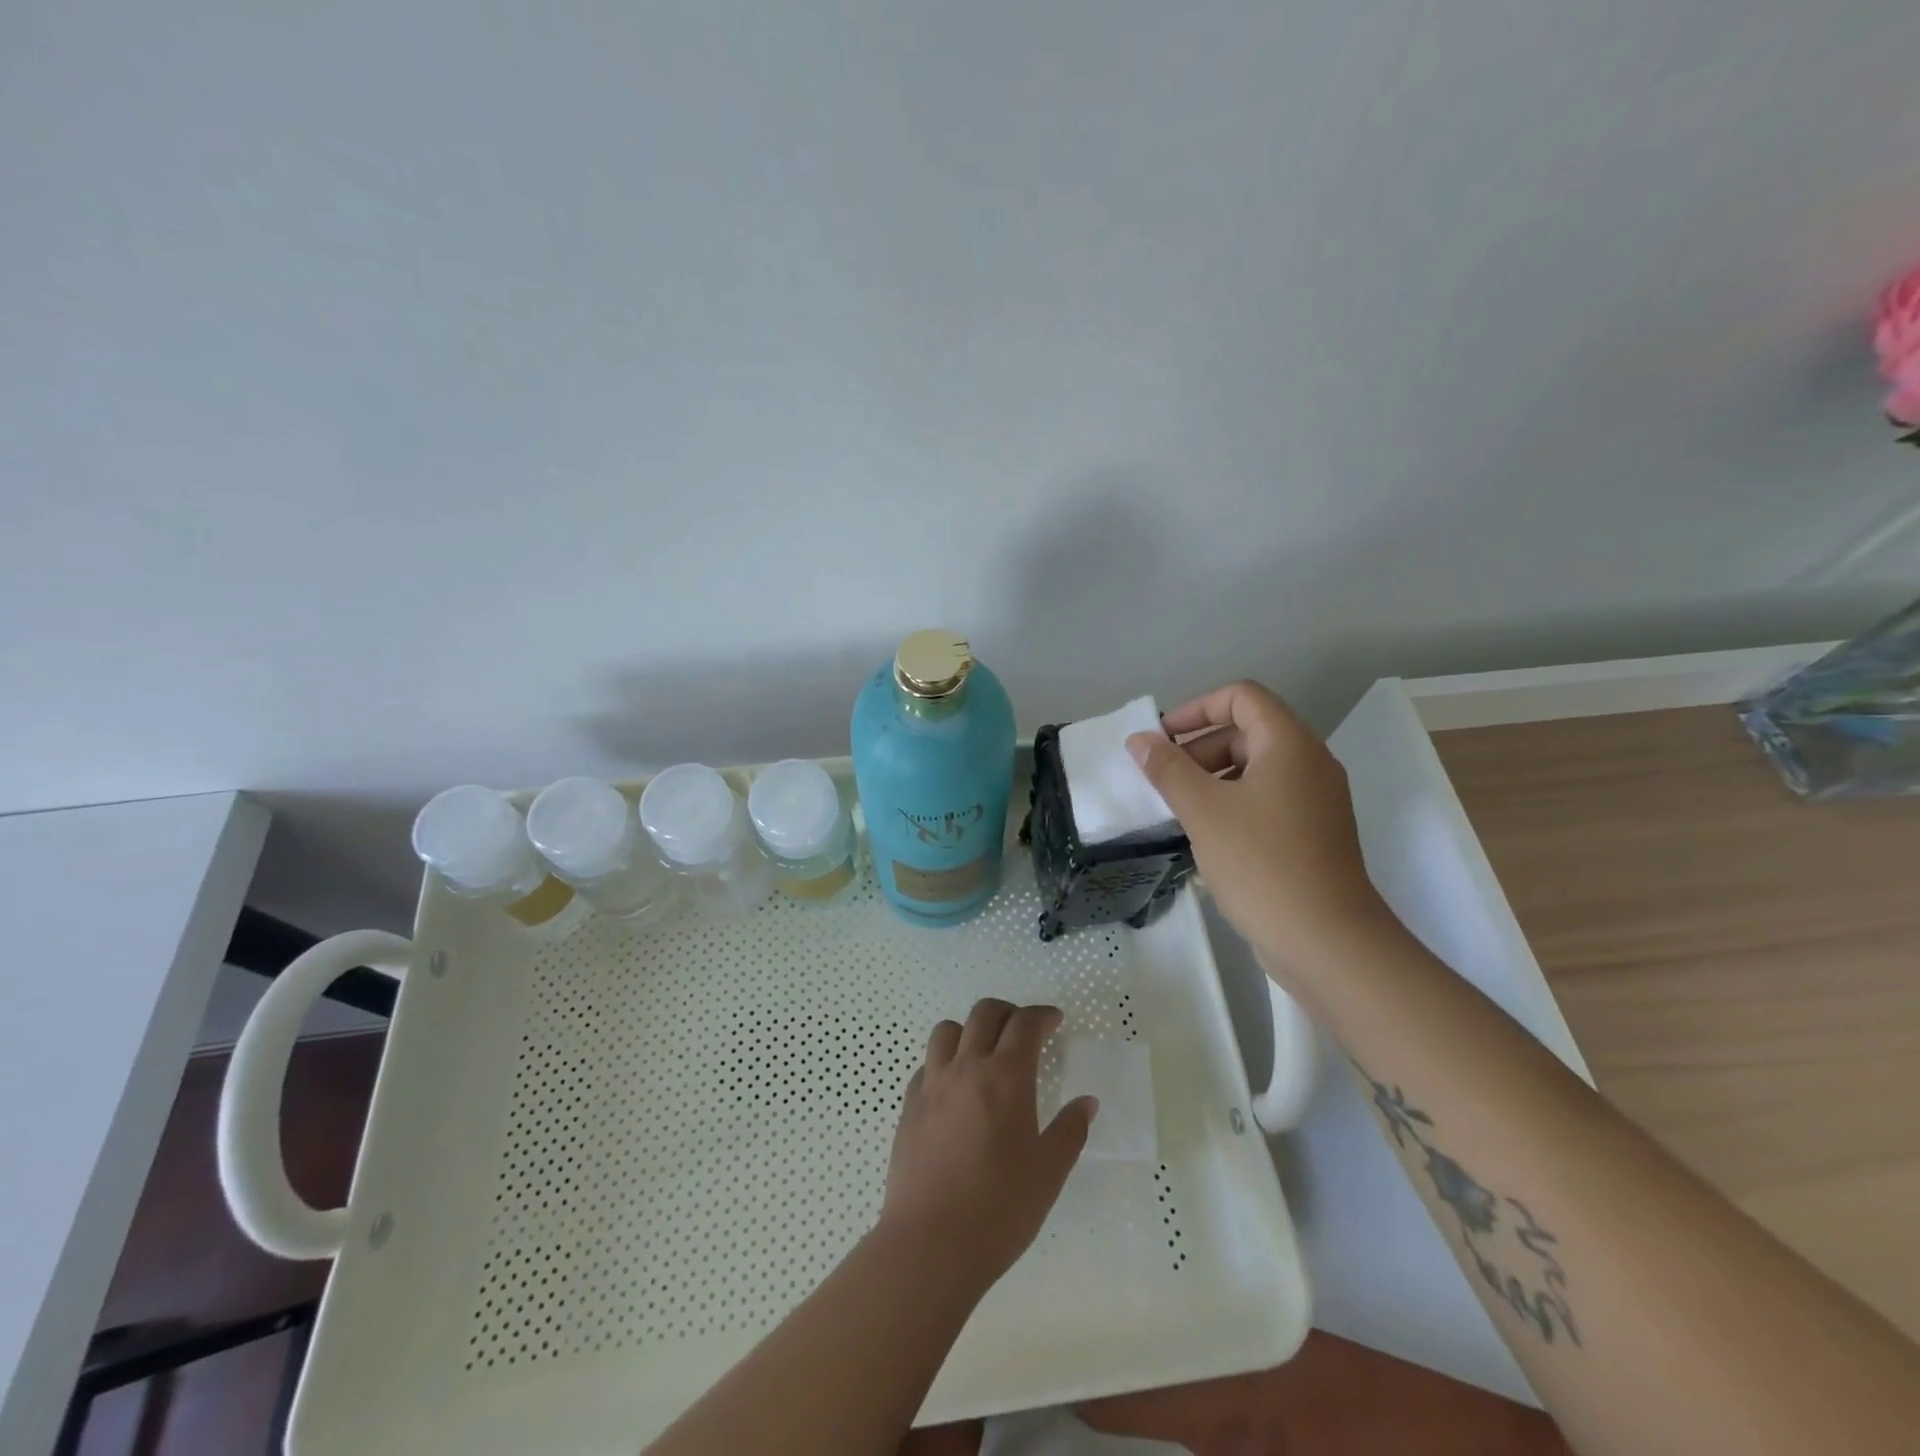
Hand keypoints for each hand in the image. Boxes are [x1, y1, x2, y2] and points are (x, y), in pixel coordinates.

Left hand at [882, 999, 1095, 1292]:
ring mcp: (933, 1083)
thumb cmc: (1000, 1208)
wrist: (930, 1242)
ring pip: (947, 1030)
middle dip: (1008, 1013)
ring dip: (969, 1030)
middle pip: (984, 1013)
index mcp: (1006, 1076)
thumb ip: (1070, 1131)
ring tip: (983, 1053)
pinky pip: (926, 1064)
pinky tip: (953, 1088)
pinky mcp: (909, 1105)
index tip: (1054, 1021)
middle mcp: (967, 1067)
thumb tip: (1086, 1102)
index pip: (1025, 1023)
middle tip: (1023, 1031)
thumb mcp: (1049, 1173)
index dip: (1042, 1015)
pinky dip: (943, 1062)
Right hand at [1126, 680, 1390, 979]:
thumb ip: (1167, 769)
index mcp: (1289, 745)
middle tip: (1164, 779)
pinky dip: (1233, 802)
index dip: (1196, 708)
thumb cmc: (1261, 863)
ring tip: (1178, 808)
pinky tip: (1207, 835)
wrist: (1327, 941)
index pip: (1242, 697)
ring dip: (1212, 777)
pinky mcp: (1314, 833)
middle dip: (1199, 747)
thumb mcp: (1203, 811)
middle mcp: (1310, 763)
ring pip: (1256, 768)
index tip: (1162, 739)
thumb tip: (1140, 741)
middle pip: (1248, 731)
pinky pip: (1267, 799)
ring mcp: (1316, 800)